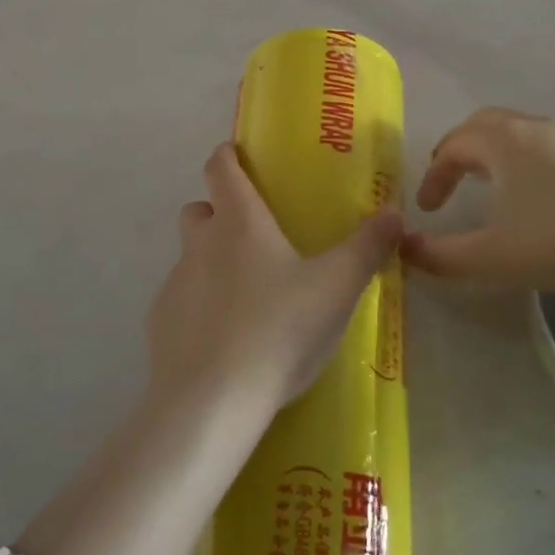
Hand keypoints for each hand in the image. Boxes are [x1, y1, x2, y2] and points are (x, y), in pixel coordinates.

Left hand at [146, 143, 402, 419]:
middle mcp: (200, 244)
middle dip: (220, 211)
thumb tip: (394, 213)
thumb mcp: (338, 287)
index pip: (220, 169)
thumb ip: (368, 247)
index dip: (227, 155)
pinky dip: (200, 305)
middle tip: (256, 234)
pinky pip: (181, 300)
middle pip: (199, 208)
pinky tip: (226, 337)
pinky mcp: (160, 324)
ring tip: (248, 294)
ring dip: (212, 260)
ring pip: (190, 256)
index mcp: (240, 223)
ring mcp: (174, 285)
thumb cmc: (279, 329)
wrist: (212, 401)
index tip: (238, 153)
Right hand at [403, 109, 554, 298]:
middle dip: (460, 150)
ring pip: (521, 131)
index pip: (453, 146)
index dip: (434, 176)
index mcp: (502, 141)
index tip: (427, 209)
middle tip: (449, 179)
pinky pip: (550, 145)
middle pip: (485, 124)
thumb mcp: (491, 258)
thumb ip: (441, 256)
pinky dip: (528, 160)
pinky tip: (541, 194)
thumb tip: (404, 249)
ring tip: (492, 185)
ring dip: (496, 153)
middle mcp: (535, 127)